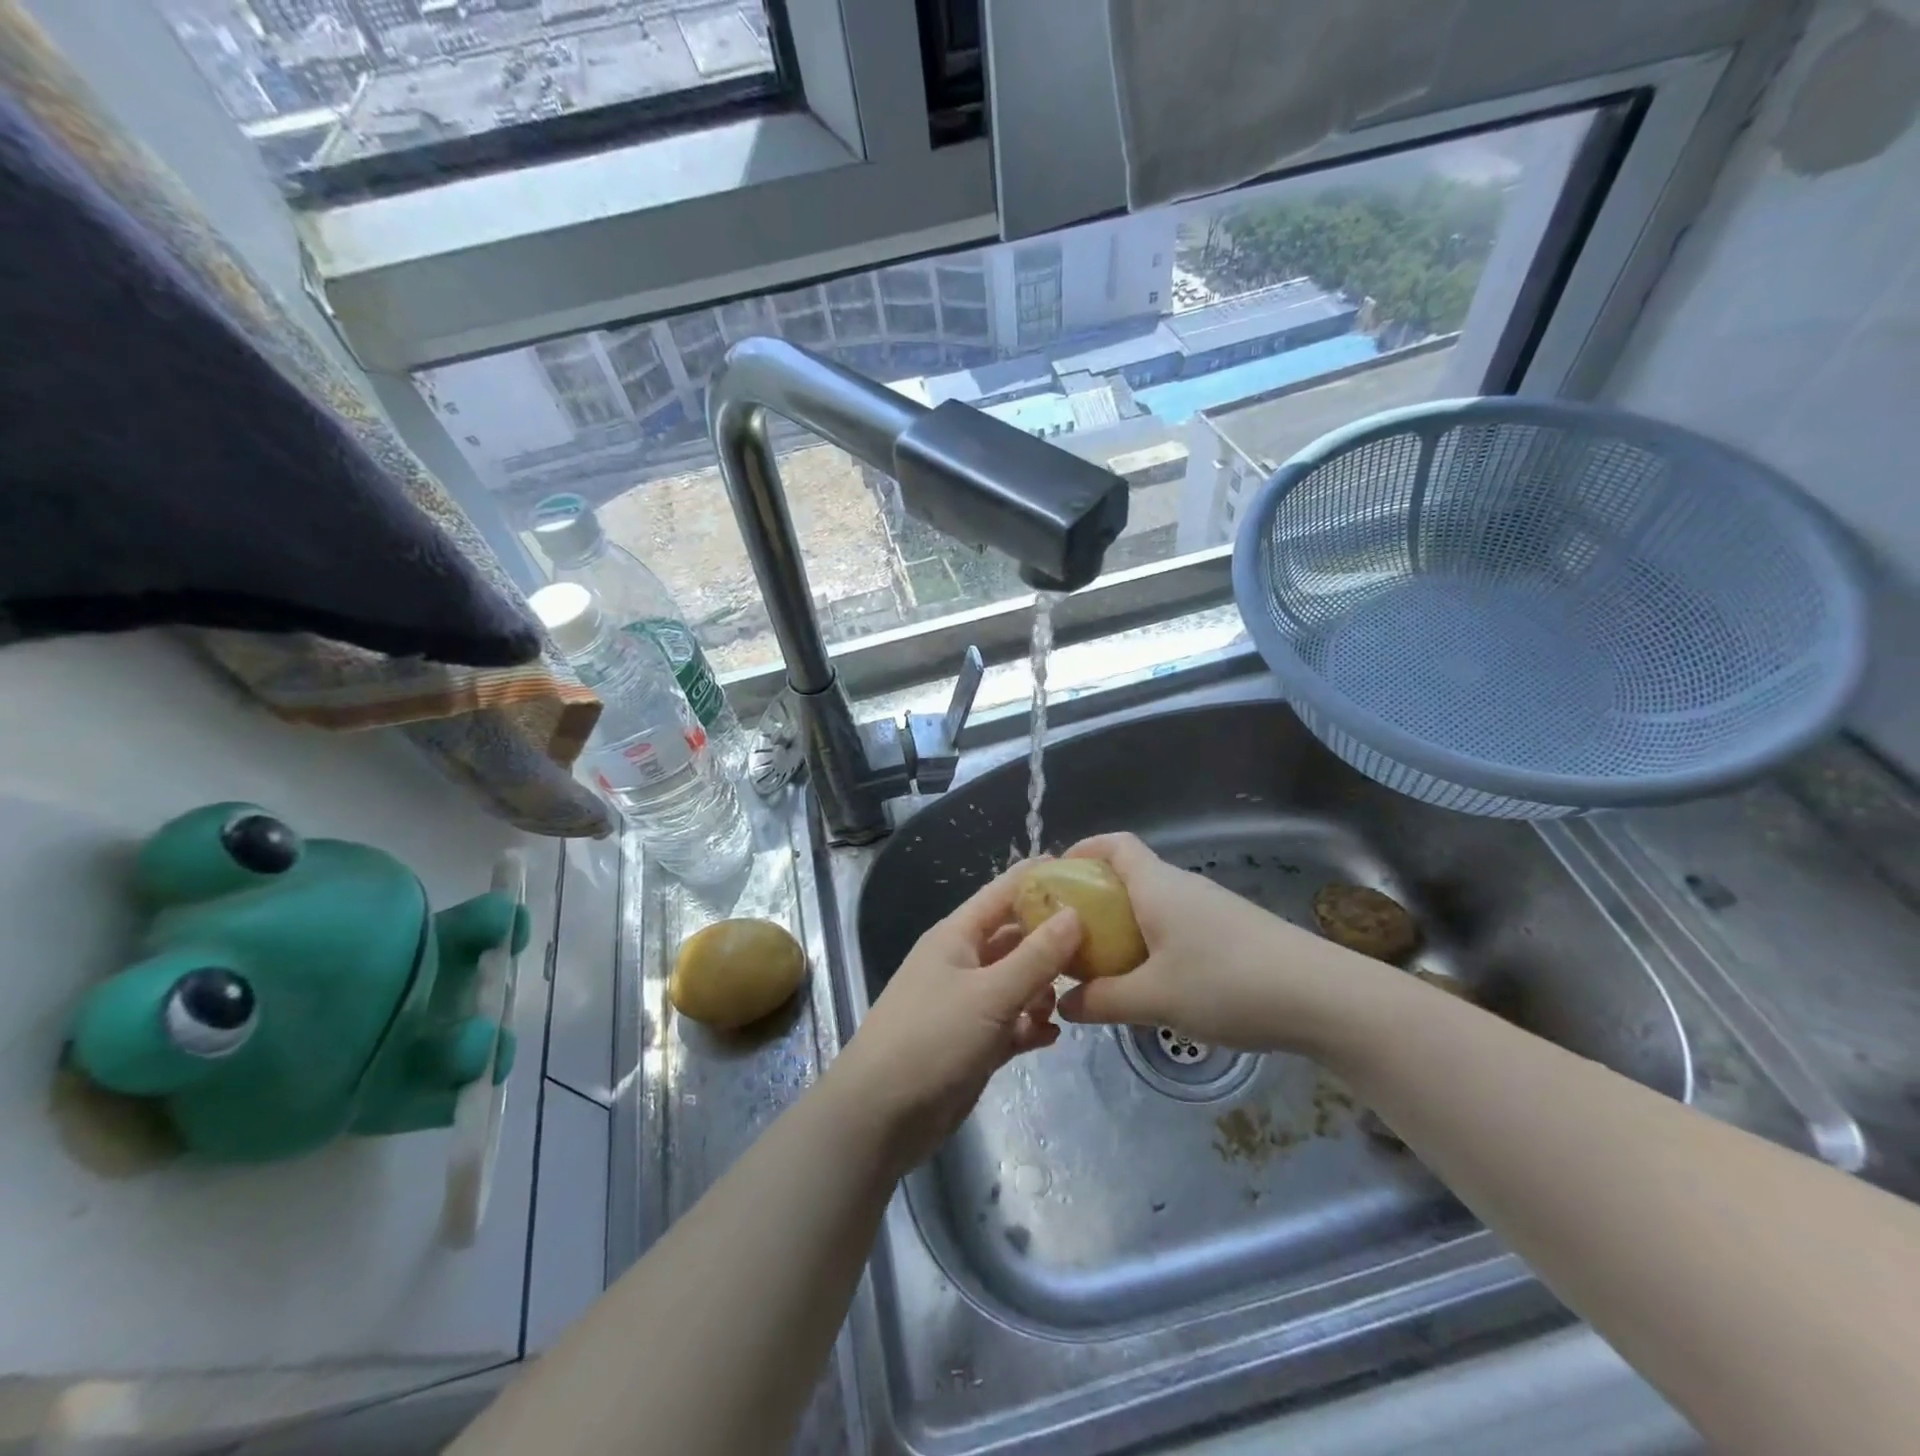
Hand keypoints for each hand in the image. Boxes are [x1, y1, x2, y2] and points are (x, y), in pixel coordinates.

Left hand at [823, 864, 1081, 1171]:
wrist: (881, 1115)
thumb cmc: (932, 1039)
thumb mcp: (990, 993)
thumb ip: (1036, 956)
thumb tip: (1074, 913)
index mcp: (956, 936)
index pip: (1001, 893)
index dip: (1036, 879)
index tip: (1081, 868)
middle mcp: (962, 962)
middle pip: (1013, 938)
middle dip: (1050, 939)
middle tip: (1099, 941)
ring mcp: (966, 1004)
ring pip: (1015, 982)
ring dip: (1042, 988)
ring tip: (1070, 997)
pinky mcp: (972, 1043)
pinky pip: (1010, 1023)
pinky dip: (1030, 1026)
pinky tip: (1052, 1035)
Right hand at [1055, 832, 1386, 1054]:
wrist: (1323, 998)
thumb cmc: (1227, 984)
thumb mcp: (1155, 998)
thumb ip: (1103, 1000)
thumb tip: (1065, 1004)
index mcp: (1157, 885)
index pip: (1114, 844)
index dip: (1083, 850)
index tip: (1056, 877)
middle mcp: (1183, 886)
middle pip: (1130, 876)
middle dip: (1095, 900)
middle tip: (1071, 937)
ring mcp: (1212, 908)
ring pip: (1154, 905)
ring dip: (1125, 927)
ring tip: (1106, 967)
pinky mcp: (1233, 932)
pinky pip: (1178, 925)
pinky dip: (1154, 943)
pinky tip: (1156, 983)